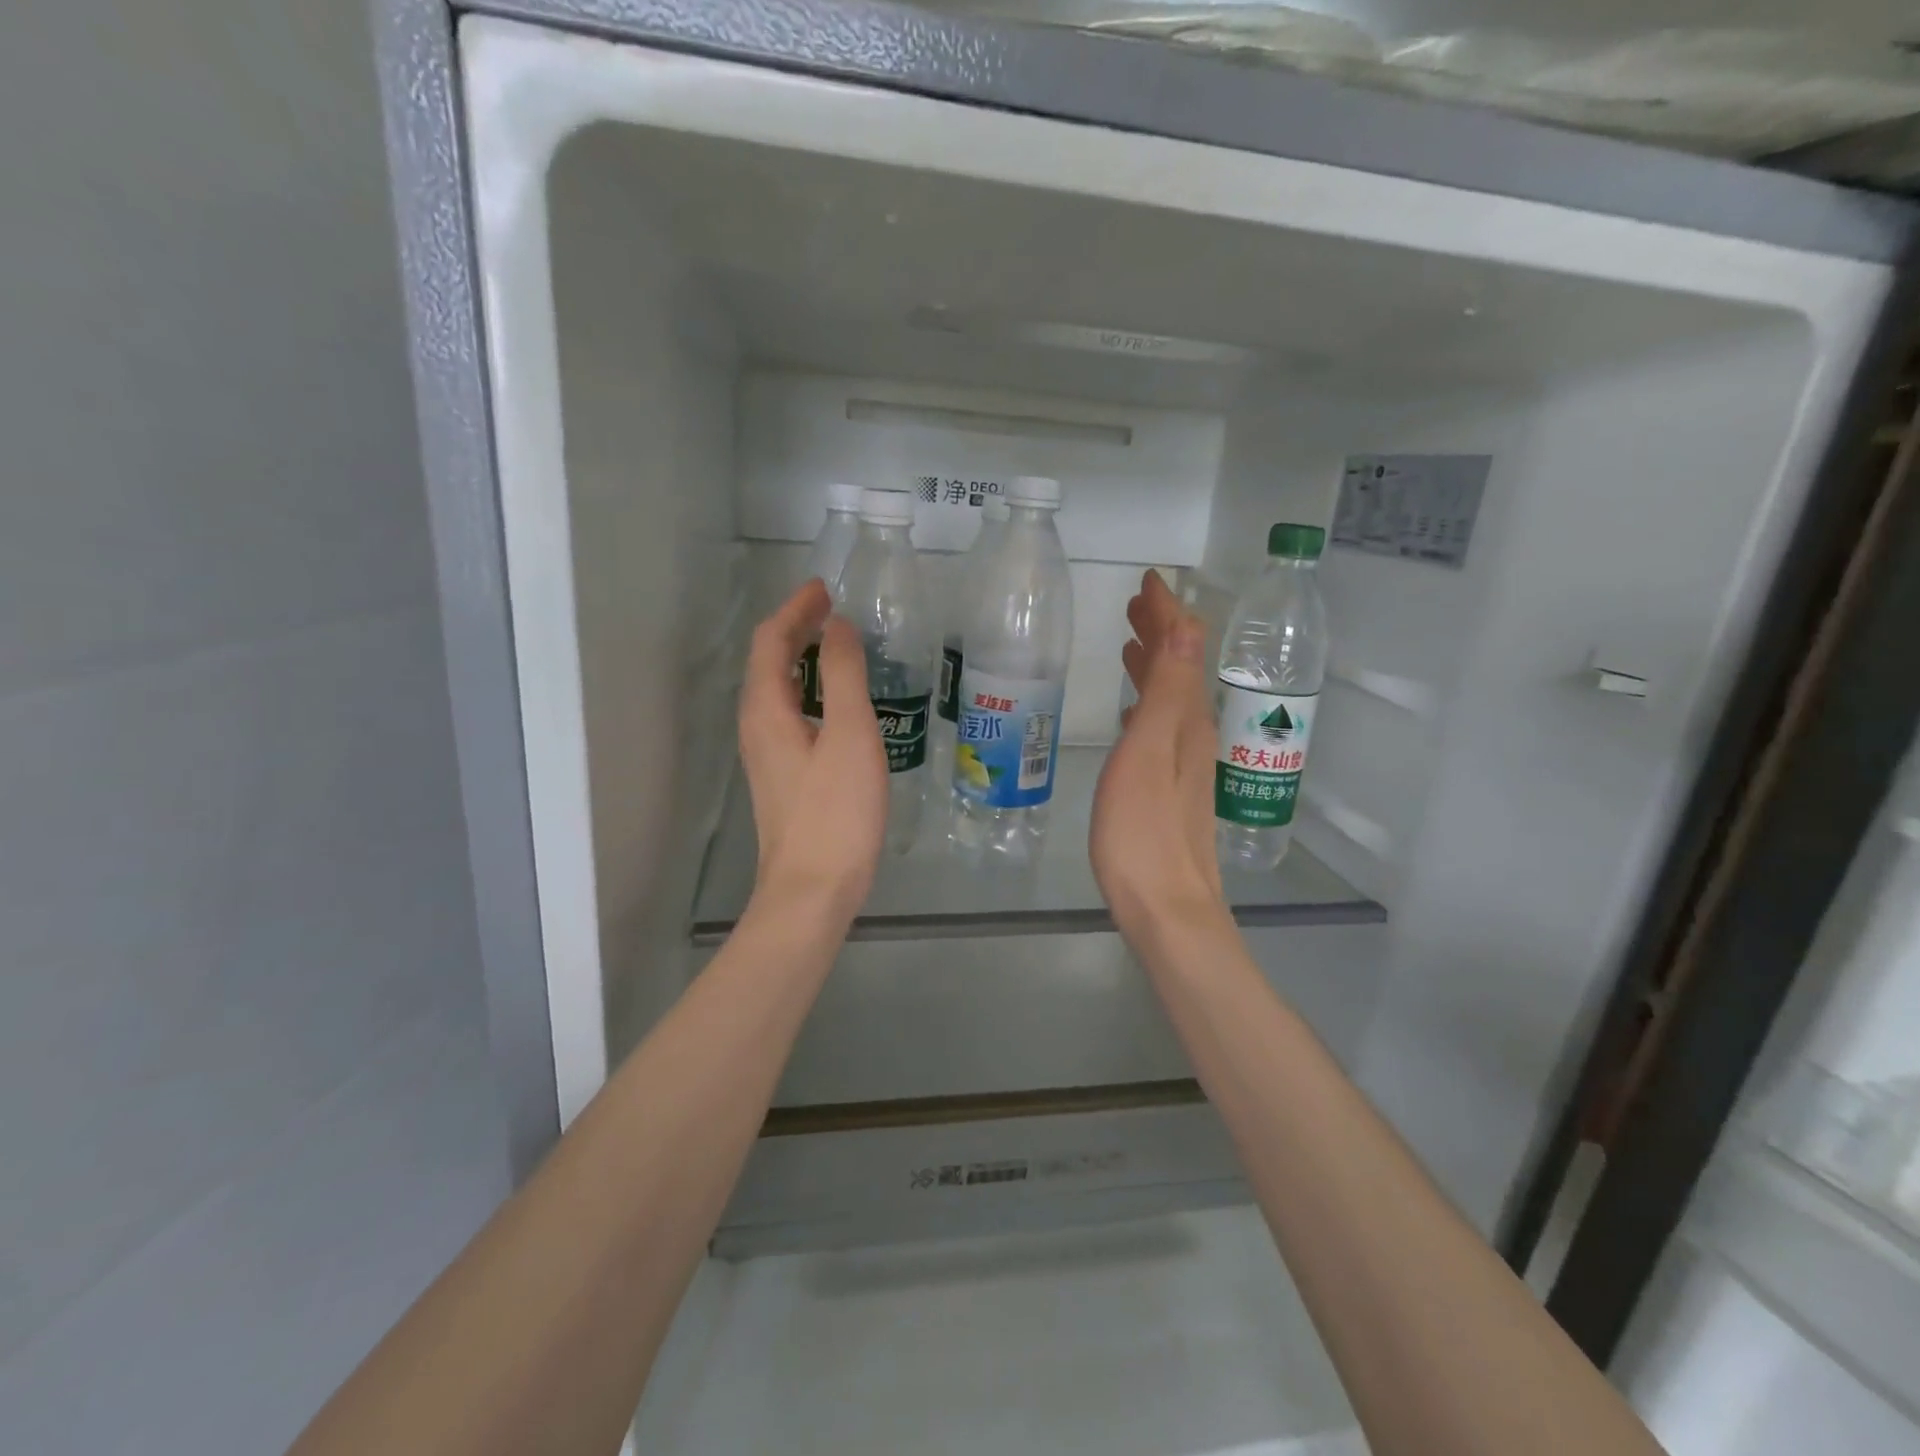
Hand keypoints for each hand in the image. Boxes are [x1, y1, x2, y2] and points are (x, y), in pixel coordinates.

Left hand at [739, 579, 888, 922]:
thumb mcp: (850, 734)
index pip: (771, 642)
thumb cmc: (836, 812)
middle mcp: (757, 727)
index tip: (824, 588)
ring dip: (801, 659)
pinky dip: (809, 690)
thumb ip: (845, 674)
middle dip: (795, 629)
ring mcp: (767, 755)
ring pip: (777, 690)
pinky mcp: (783, 777)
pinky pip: (790, 714)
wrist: (813, 889)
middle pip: (768, 663)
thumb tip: (837, 626)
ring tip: (835, 645)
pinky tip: (837, 703)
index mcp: (767, 710)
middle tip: (831, 610)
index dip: (794, 610)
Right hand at [1091, 571, 1225, 939]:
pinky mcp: (1170, 790)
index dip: (1167, 611)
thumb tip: (1187, 623)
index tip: (1149, 579)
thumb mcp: (1150, 751)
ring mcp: (1184, 764)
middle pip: (1181, 670)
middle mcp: (1193, 735)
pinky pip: (1161, 726)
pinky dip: (1148, 703)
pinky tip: (1133, 712)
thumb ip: (1169, 689)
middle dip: (1161, 632)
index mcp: (1187, 719)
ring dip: (1154, 665)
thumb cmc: (1143, 831)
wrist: (1167, 908)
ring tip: (1129, 644)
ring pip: (1171, 697)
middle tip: (1135, 604)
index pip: (1183, 648)